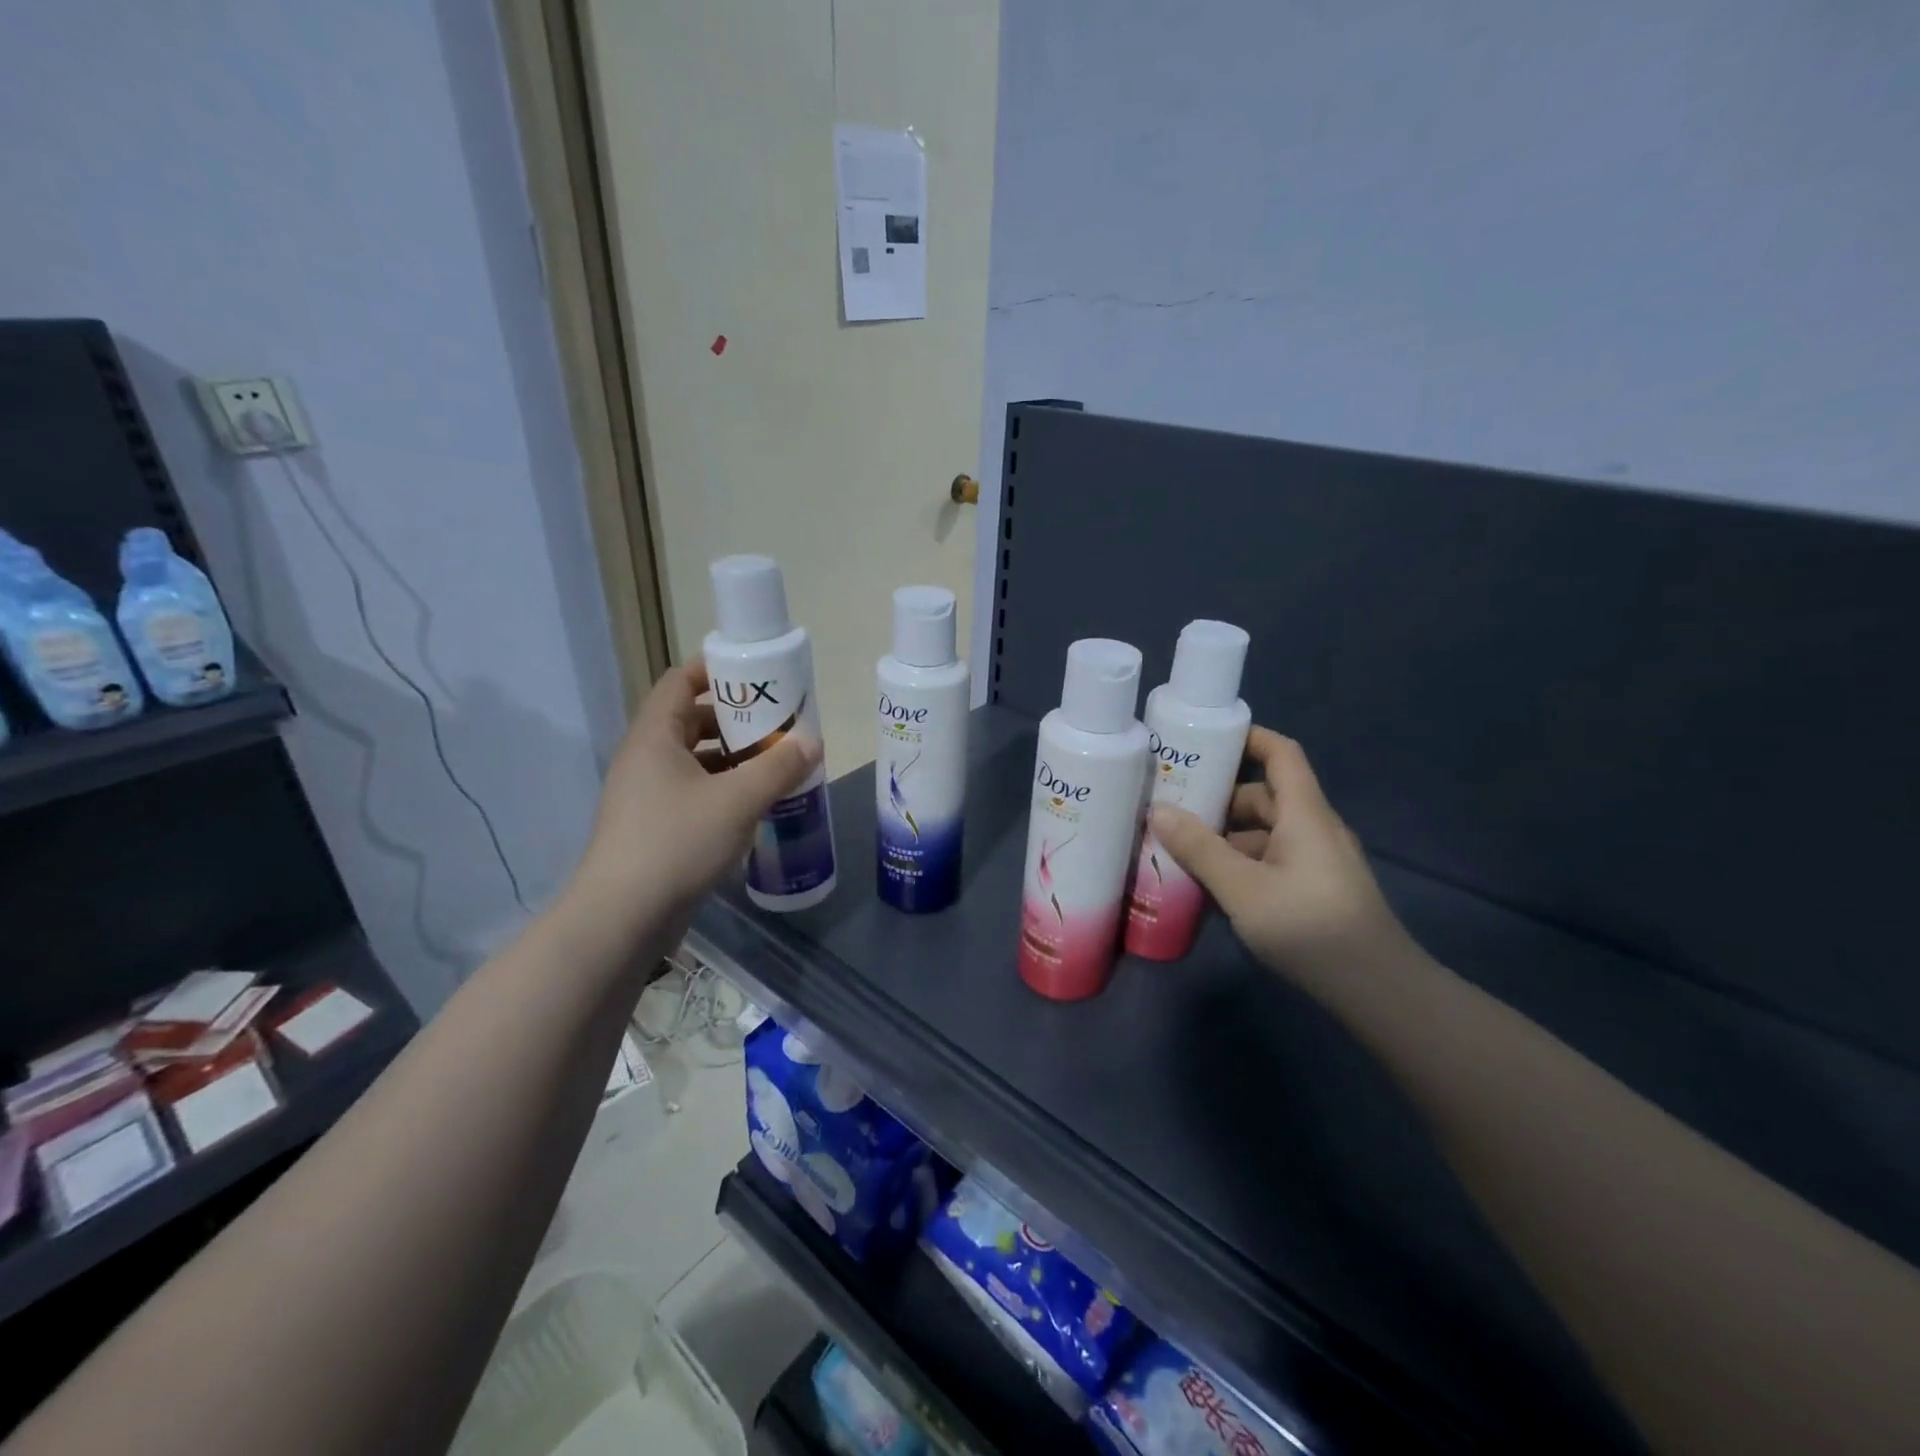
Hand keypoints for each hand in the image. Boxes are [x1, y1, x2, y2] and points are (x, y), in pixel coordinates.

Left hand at [568, 660, 820, 938]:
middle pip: (690, 720)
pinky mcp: (654, 827)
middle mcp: (645, 759)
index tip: (757, 674)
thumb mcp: (738, 800)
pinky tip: (755, 805)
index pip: (679, 681)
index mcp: (654, 737)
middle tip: (778, 724)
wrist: (623, 918)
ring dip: (734, 758)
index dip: (715, 669)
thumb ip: (778, 767)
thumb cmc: (677, 843)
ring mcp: (646, 795)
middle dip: (736, 719)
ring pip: (695, 761)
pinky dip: (724, 790)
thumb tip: (812, 743)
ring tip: (776, 764)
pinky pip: (694, 792)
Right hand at [1150, 728, 1413, 986]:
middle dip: (1221, 798)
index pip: (1281, 754)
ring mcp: (1319, 861)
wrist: (1378, 989)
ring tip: (1183, 852)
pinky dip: (1243, 863)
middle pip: (1266, 795)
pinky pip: (1274, 859)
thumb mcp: (1242, 889)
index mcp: (1304, 814)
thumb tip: (1159, 810)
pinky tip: (1215, 888)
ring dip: (1228, 837)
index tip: (1206, 740)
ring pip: (1267, 832)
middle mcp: (1314, 828)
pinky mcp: (1318, 889)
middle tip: (1175, 808)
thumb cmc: (1309, 927)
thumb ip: (1199, 849)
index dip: (1249, 738)